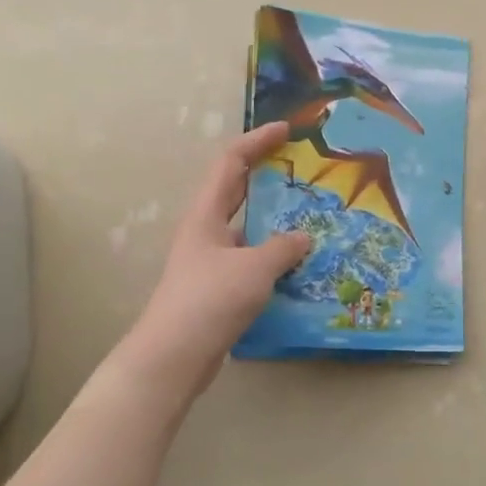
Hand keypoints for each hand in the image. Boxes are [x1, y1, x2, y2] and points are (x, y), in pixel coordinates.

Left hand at [122, 123, 309, 394]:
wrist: (175, 355)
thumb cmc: (210, 300)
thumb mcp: (255, 268)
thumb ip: (283, 248)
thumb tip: (302, 238)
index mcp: (206, 214)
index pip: (231, 163)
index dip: (257, 141)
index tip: (286, 130)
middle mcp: (205, 231)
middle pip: (237, 191)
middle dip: (267, 177)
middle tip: (303, 171)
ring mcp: (209, 260)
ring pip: (246, 228)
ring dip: (274, 221)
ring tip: (311, 219)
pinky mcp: (217, 287)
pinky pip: (250, 259)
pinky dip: (272, 256)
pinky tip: (298, 266)